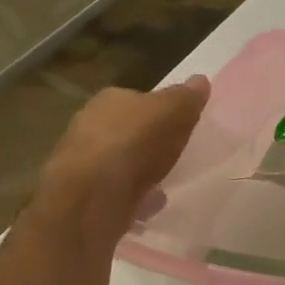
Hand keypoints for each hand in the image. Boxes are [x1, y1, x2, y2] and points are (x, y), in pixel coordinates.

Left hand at [33, 77, 209, 251]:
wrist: (92, 196)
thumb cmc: (134, 143)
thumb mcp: (173, 111)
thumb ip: (187, 98)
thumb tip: (200, 80)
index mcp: (110, 99)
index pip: (138, 99)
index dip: (159, 110)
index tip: (178, 125)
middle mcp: (90, 124)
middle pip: (127, 129)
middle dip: (146, 140)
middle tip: (171, 153)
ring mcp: (84, 161)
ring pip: (119, 160)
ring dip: (138, 169)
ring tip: (162, 181)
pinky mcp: (85, 195)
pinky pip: (116, 190)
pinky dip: (131, 194)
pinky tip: (148, 204)